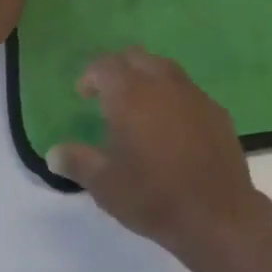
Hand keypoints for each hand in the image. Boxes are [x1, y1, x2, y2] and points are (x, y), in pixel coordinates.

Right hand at [47, 50, 271, 261]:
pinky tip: (172, 125)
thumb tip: (54, 152)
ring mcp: (193, 93)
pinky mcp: (216, 109)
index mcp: (131, 94)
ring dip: (147, 77)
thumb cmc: (154, 197)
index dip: (90, 76)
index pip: (105, 65)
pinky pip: (187, 90)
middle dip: (119, 69)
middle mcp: (162, 83)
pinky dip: (173, 96)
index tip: (84, 95)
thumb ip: (78, 162)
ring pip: (164, 68)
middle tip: (108, 94)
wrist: (218, 215)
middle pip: (136, 57)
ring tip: (139, 106)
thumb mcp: (106, 185)